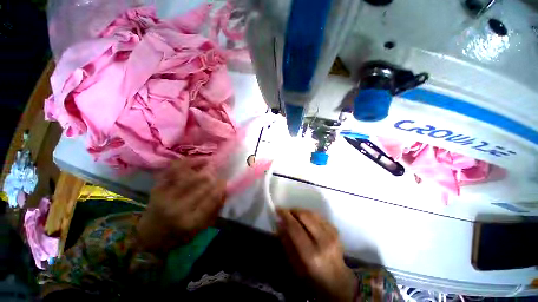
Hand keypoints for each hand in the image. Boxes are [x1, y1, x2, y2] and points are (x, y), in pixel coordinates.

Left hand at [137, 160, 225, 252]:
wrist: (149, 236)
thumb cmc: (178, 235)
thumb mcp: (200, 229)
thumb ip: (214, 210)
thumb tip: (224, 191)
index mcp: (191, 221)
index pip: (211, 198)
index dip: (220, 187)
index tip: (224, 182)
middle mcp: (177, 208)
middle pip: (201, 185)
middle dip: (212, 176)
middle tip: (217, 172)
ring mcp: (165, 197)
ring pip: (189, 174)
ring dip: (201, 167)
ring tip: (209, 163)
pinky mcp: (157, 188)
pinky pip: (174, 170)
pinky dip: (187, 162)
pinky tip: (196, 160)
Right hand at [277, 208, 356, 301]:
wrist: (337, 280)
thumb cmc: (312, 277)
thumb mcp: (294, 265)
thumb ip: (286, 242)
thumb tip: (280, 223)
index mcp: (311, 254)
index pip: (295, 227)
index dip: (285, 216)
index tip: (278, 209)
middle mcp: (323, 241)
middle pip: (305, 216)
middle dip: (293, 211)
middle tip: (285, 212)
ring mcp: (332, 234)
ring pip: (312, 213)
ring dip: (300, 211)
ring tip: (293, 215)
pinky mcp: (335, 230)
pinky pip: (318, 216)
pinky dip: (309, 215)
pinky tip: (305, 219)